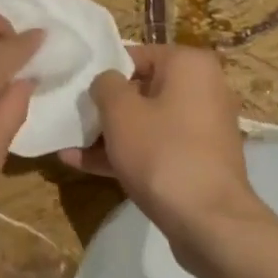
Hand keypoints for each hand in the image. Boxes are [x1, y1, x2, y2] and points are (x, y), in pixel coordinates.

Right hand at [61, 44, 266, 252]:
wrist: (209, 222)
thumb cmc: (162, 152)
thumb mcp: (120, 111)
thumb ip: (105, 84)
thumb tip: (106, 82)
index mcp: (190, 65)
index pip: (137, 55)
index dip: (104, 71)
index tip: (78, 89)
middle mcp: (202, 89)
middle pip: (142, 90)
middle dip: (105, 108)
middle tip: (72, 118)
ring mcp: (201, 128)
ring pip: (146, 123)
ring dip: (109, 134)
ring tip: (68, 146)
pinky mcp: (197, 162)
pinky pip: (156, 148)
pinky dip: (126, 154)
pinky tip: (83, 165)